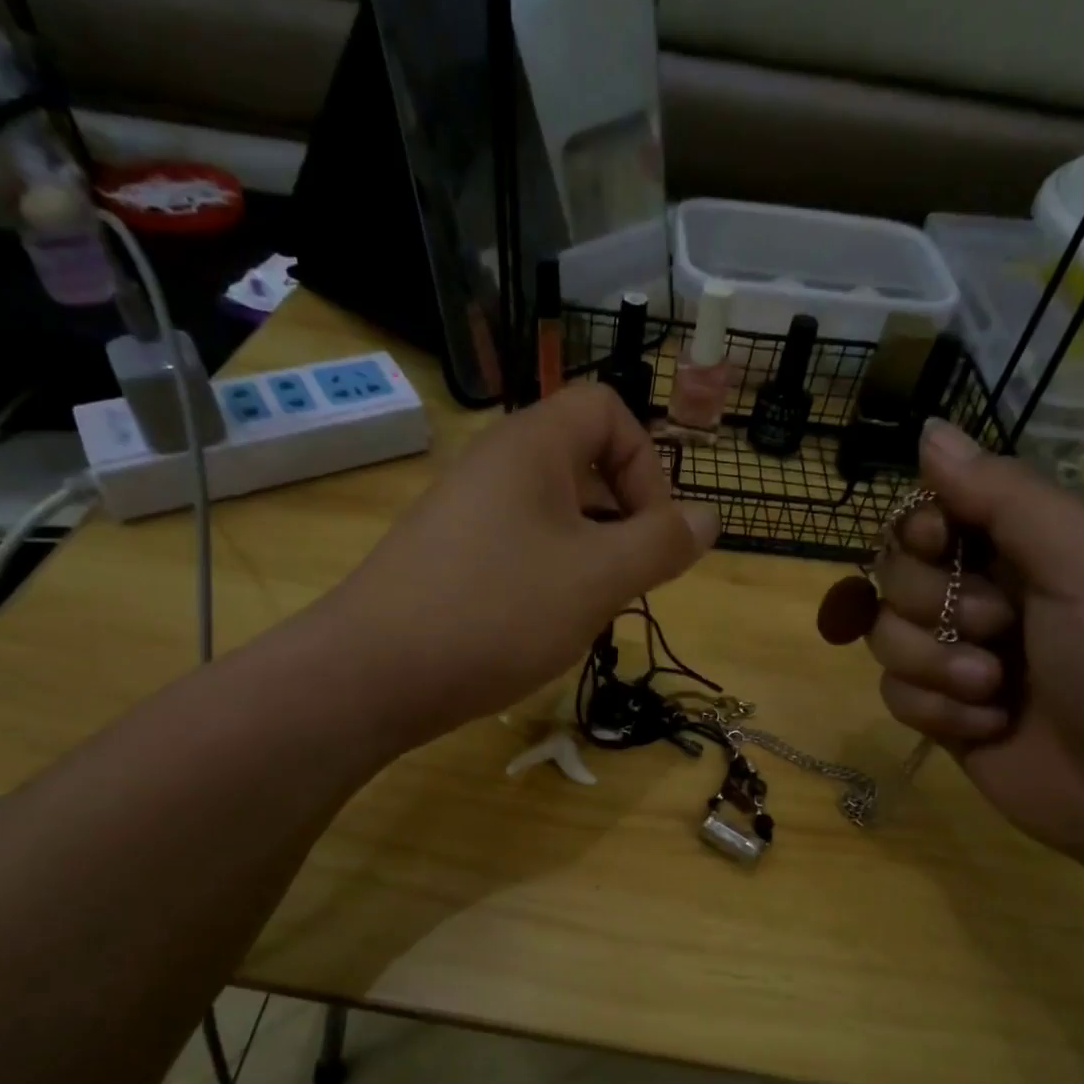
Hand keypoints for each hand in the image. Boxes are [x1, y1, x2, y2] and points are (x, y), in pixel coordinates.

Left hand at [329, 385, 718, 748]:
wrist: (373, 674)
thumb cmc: (498, 612)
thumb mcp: (599, 578)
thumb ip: (663, 544)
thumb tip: (710, 517)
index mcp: (531, 446)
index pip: (608, 409)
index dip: (646, 463)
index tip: (651, 533)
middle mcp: (493, 464)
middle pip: (582, 462)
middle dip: (621, 519)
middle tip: (624, 581)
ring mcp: (463, 512)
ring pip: (552, 513)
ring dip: (587, 556)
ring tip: (586, 611)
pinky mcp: (446, 556)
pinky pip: (517, 546)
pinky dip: (546, 576)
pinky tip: (540, 626)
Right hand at [867, 420, 1083, 885]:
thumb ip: (1004, 497)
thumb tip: (927, 430)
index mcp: (1026, 548)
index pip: (932, 513)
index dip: (920, 528)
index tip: (941, 544)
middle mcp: (985, 596)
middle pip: (895, 573)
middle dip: (935, 604)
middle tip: (998, 628)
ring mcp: (960, 659)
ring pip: (885, 636)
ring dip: (934, 664)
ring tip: (994, 690)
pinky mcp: (943, 716)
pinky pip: (894, 694)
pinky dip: (935, 711)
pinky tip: (987, 728)